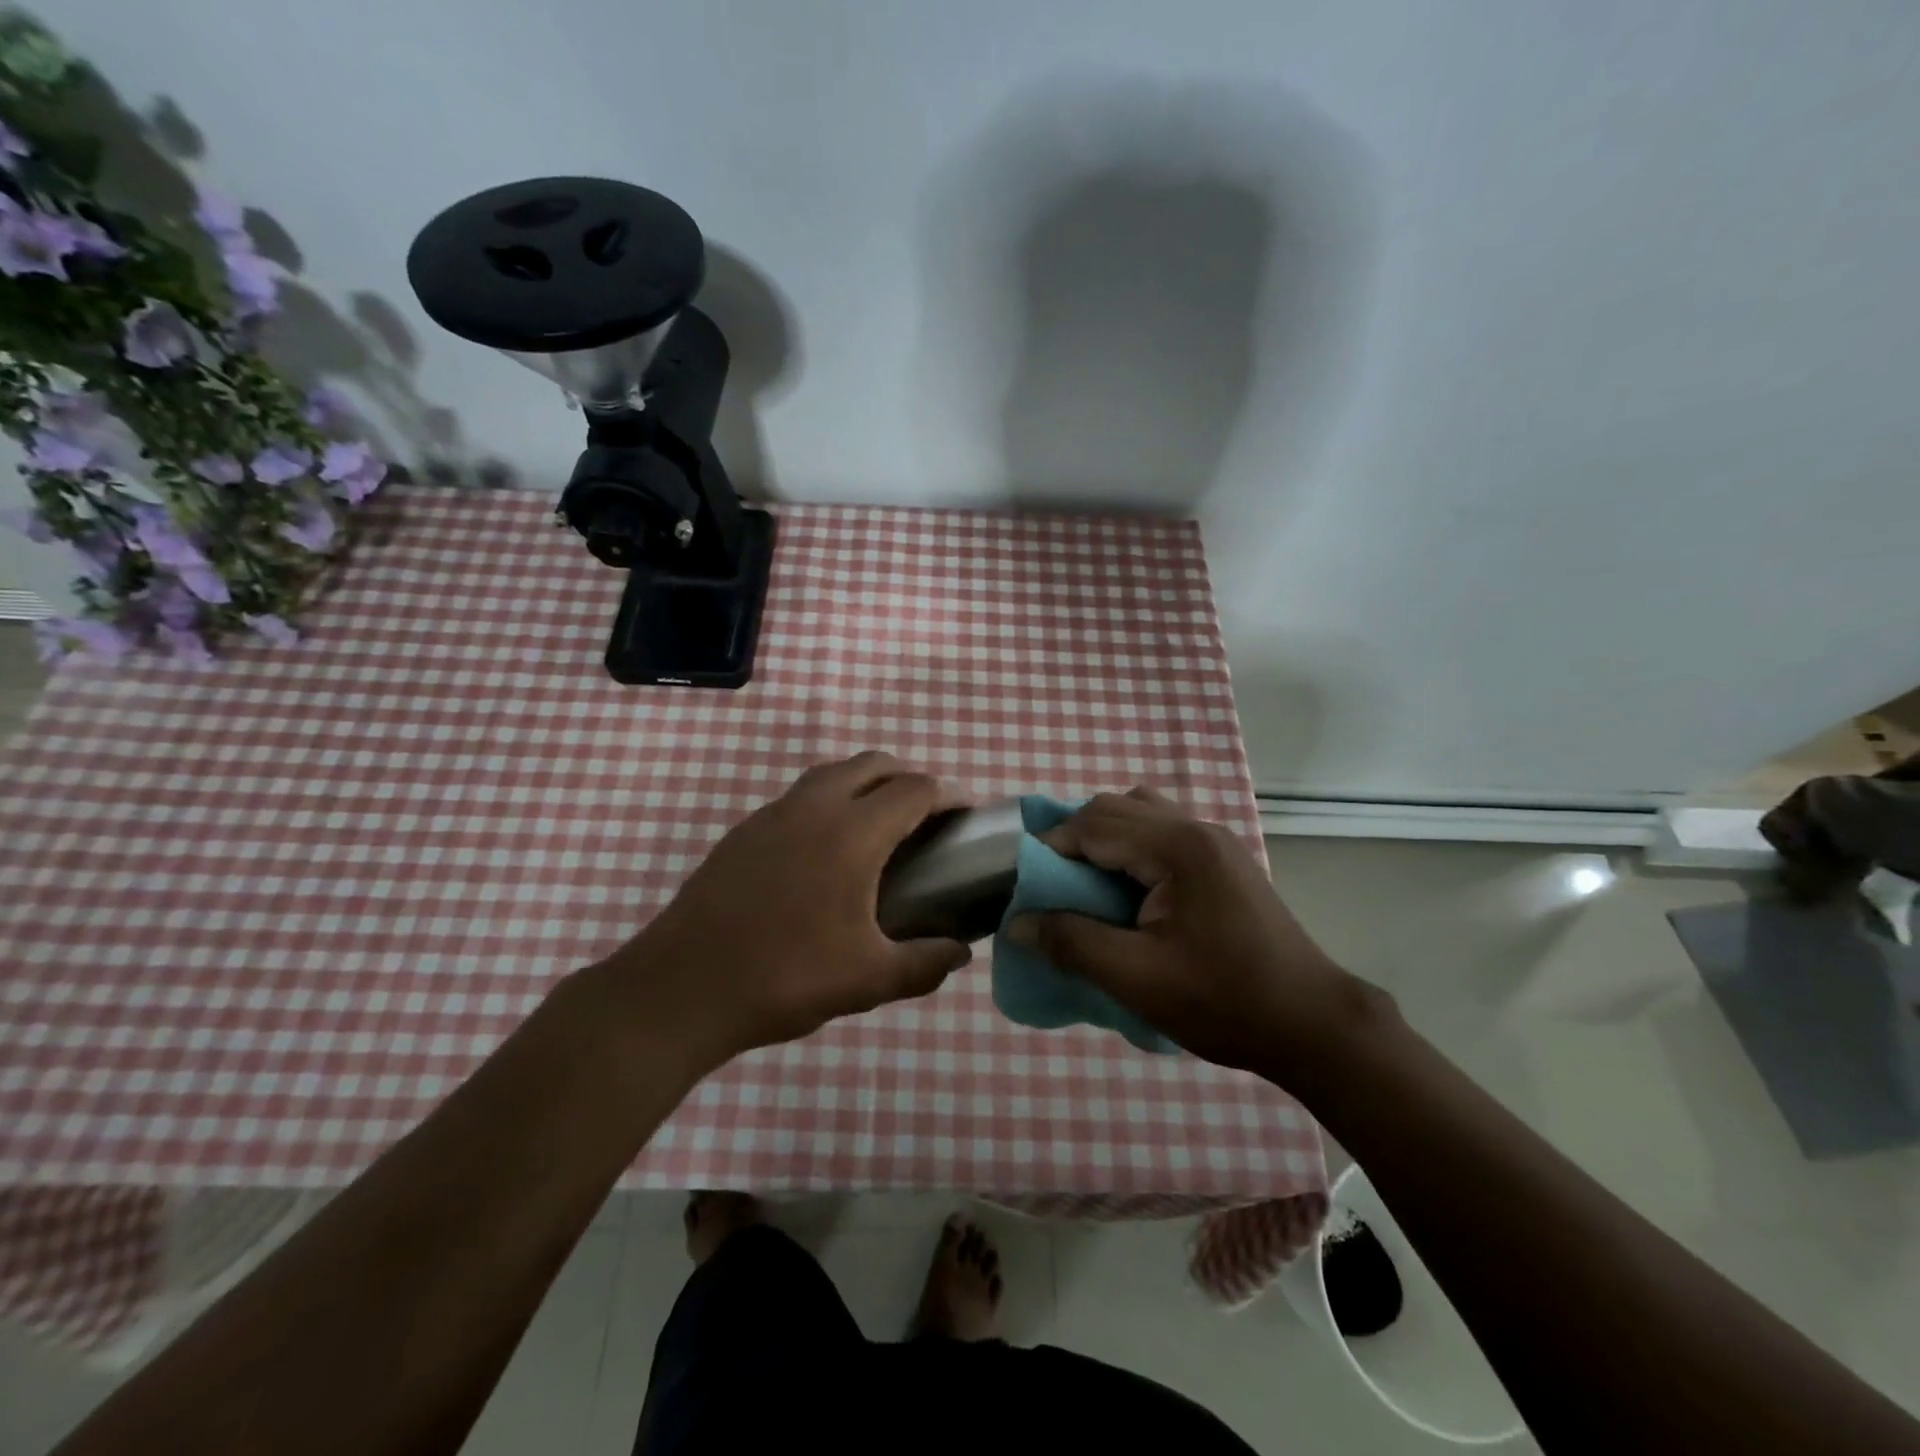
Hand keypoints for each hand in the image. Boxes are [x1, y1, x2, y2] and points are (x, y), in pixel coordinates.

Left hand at [608, 752, 972, 1068]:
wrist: (680, 989)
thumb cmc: (783, 978)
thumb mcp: (867, 981)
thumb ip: (925, 964)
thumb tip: (960, 954)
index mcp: (851, 833)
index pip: (915, 789)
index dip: (949, 796)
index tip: (966, 817)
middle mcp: (814, 807)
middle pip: (874, 764)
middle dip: (909, 779)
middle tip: (926, 820)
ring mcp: (773, 814)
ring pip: (832, 773)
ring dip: (866, 784)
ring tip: (880, 829)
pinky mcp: (744, 830)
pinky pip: (801, 795)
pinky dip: (830, 801)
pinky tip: (826, 853)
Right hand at [1010, 788, 1382, 1076]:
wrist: (1312, 1024)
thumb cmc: (1223, 1001)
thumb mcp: (1136, 978)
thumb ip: (1071, 943)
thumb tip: (1018, 923)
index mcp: (1177, 847)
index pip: (1093, 824)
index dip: (1050, 849)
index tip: (1024, 885)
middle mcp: (1196, 828)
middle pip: (1115, 807)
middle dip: (1074, 839)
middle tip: (1052, 886)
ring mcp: (1215, 841)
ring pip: (1141, 813)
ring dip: (1105, 838)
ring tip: (1088, 884)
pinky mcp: (1224, 861)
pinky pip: (1163, 832)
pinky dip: (1131, 847)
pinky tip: (1128, 891)